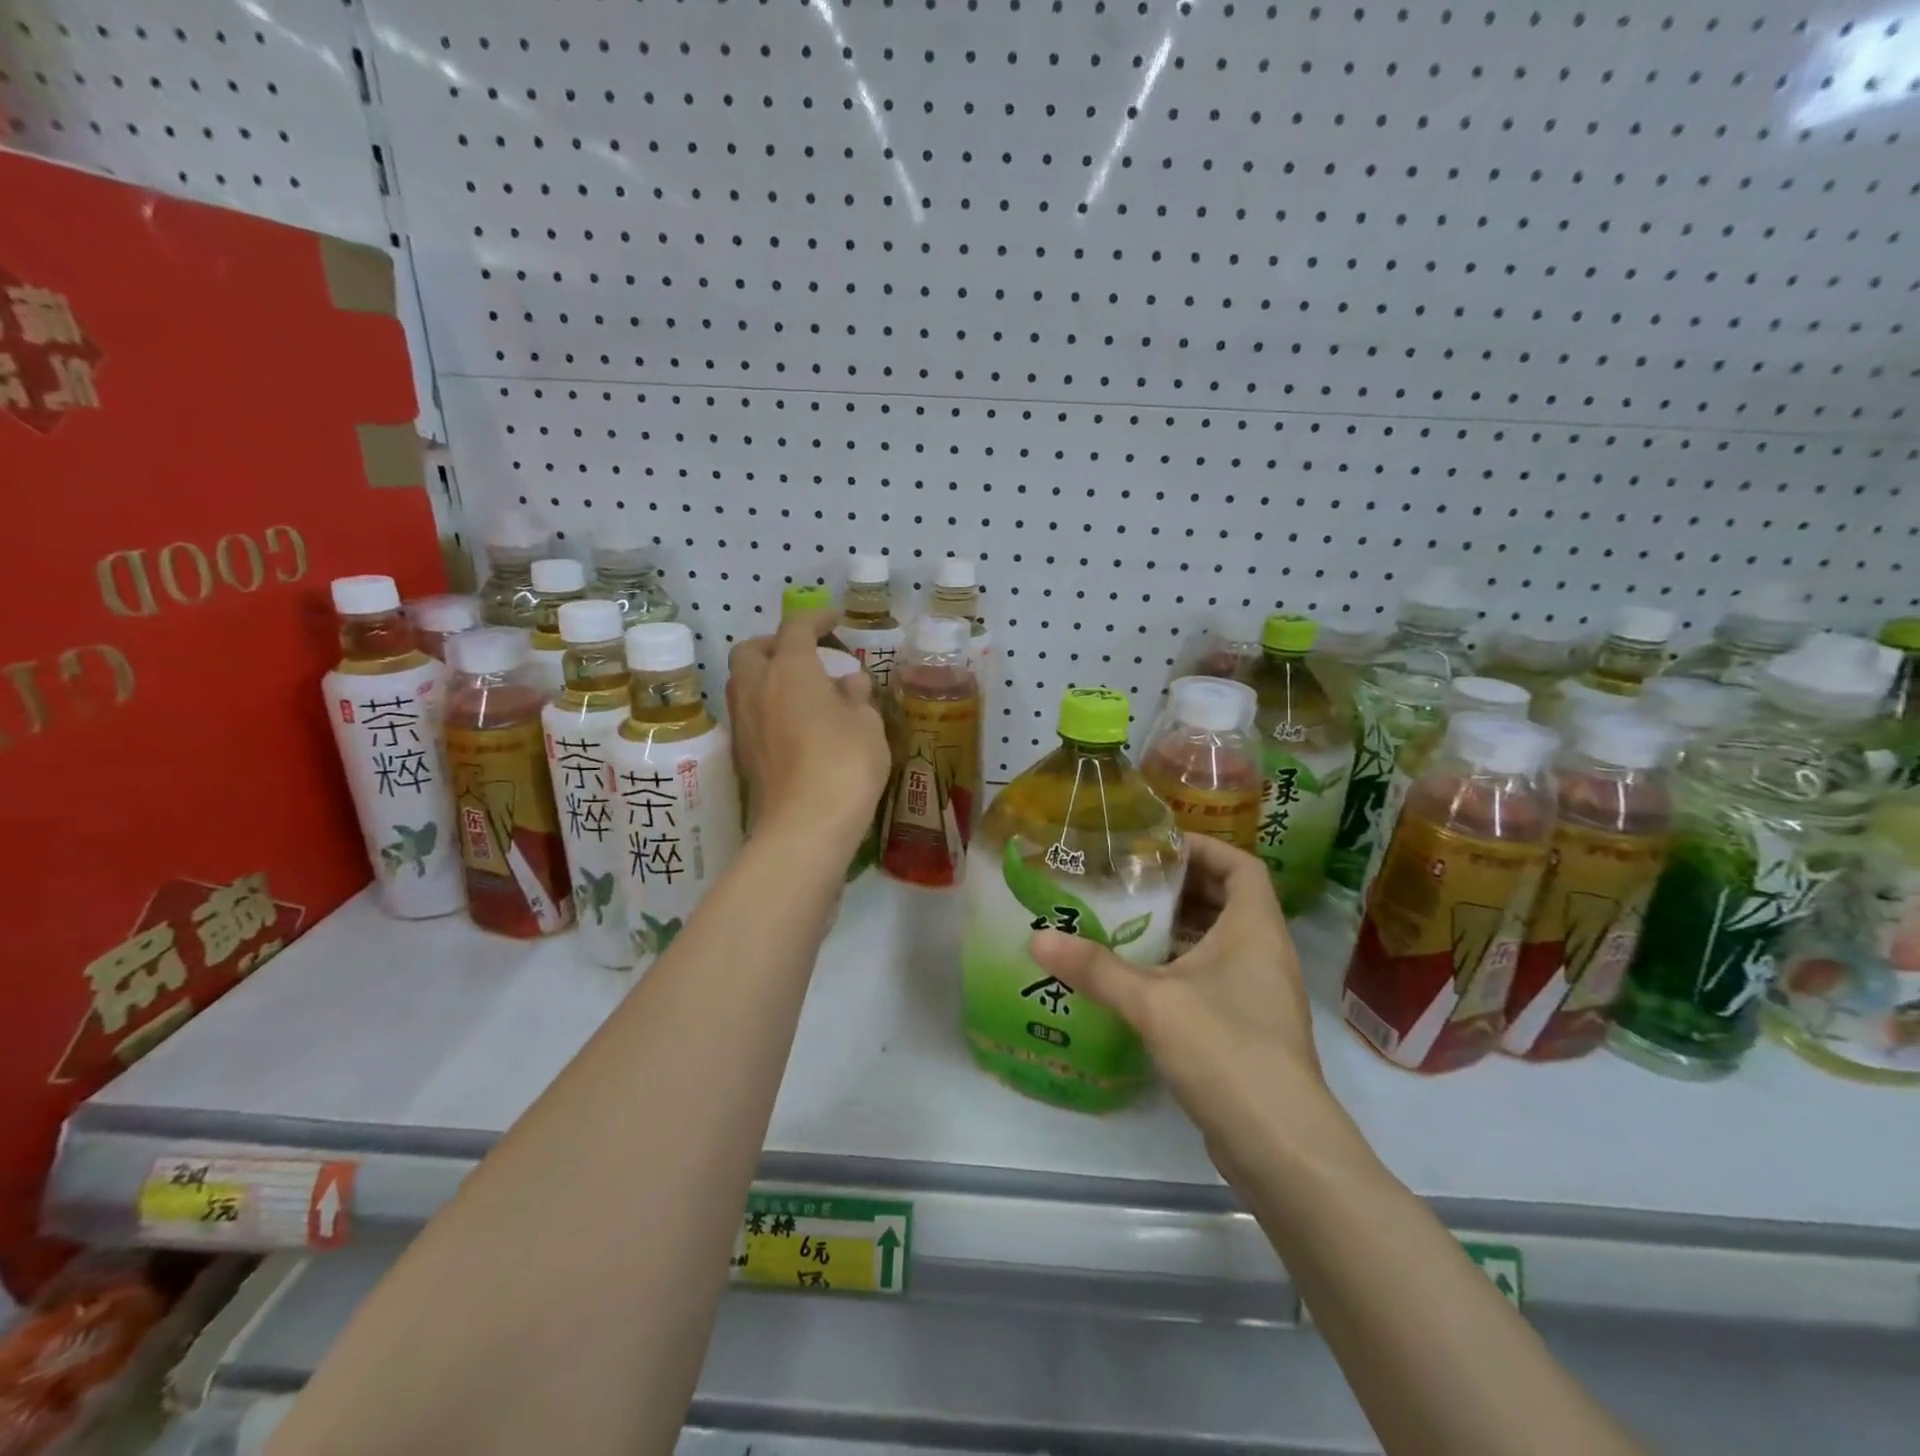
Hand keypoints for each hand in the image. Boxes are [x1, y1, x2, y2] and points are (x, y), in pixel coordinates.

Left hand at [726, 609, 889, 852]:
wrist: (806, 826)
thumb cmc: (845, 764)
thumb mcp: (867, 724)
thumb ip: (856, 697)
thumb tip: (848, 683)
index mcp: (790, 669)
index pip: (797, 627)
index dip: (816, 618)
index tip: (835, 620)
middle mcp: (757, 688)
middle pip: (751, 650)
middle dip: (774, 644)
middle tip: (805, 656)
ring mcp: (744, 723)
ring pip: (743, 683)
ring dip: (766, 677)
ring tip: (801, 692)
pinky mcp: (743, 754)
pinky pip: (749, 715)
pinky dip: (767, 708)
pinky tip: (794, 726)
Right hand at [1029, 835, 1326, 1155]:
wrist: (1280, 1144)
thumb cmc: (1225, 1049)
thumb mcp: (1153, 1002)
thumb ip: (1095, 968)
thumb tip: (1037, 939)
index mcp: (1255, 929)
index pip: (1241, 865)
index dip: (1204, 848)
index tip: (1158, 847)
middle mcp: (1264, 953)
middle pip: (1227, 900)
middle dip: (1180, 888)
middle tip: (1128, 882)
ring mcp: (1261, 994)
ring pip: (1219, 942)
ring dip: (1178, 930)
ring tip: (1125, 923)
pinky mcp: (1250, 1028)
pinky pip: (1215, 978)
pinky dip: (1181, 967)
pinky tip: (1139, 980)